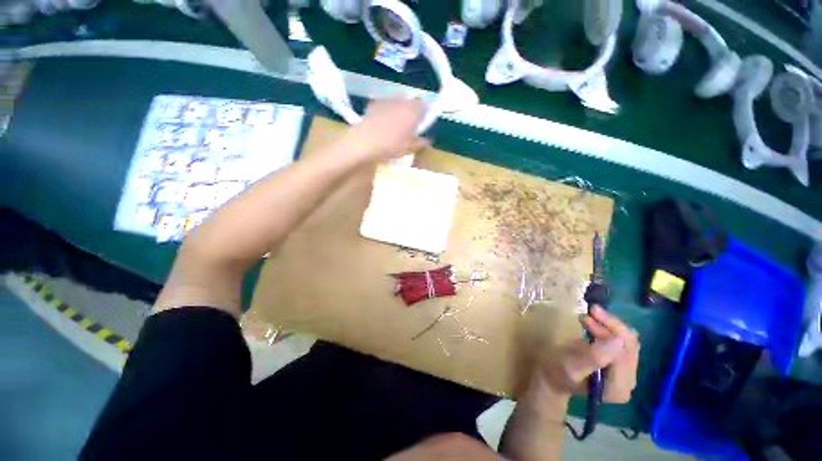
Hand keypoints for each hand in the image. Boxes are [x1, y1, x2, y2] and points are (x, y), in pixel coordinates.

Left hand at [345, 99, 429, 160]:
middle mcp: (402, 101)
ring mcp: (387, 100)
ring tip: (395, 126)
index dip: (423, 114)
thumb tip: (428, 140)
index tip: (421, 125)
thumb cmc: (391, 146)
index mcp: (413, 111)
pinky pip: (385, 105)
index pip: (423, 106)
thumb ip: (420, 143)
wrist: (365, 142)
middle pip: (410, 102)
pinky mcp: (374, 103)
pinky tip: (382, 124)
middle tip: (409, 127)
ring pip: (398, 103)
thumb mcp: (408, 148)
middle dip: (411, 112)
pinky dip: (386, 111)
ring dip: (399, 111)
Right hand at [533, 306, 639, 403]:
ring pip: (627, 342)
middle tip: (589, 310)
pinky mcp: (619, 366)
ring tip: (589, 315)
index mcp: (619, 387)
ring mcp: (625, 375)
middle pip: (629, 346)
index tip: (591, 311)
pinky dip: (609, 330)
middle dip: (610, 325)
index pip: (625, 352)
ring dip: (610, 326)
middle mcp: (628, 383)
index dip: (612, 329)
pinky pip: (622, 343)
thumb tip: (617, 341)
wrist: (552, 378)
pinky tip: (595, 324)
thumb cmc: (557, 371)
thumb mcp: (571, 365)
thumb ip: (594, 356)